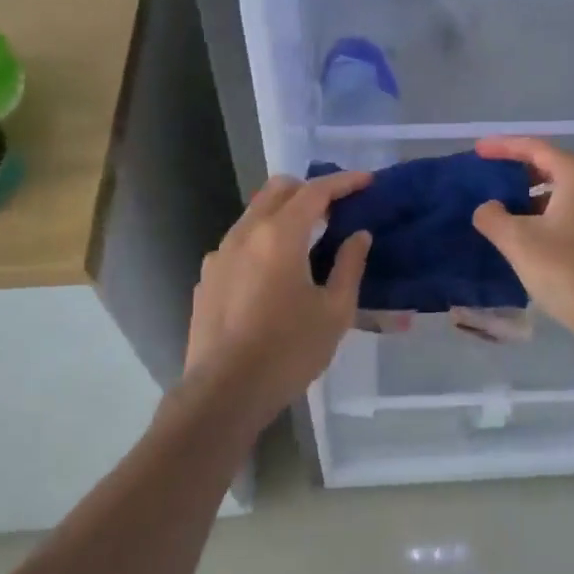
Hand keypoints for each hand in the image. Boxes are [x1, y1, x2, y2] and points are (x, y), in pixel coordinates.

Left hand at [183, 170, 372, 426]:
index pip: (315, 191)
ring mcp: (219, 255)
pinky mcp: (207, 278)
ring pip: (254, 214)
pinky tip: (273, 274)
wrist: (223, 393)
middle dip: (309, 189)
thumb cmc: (288, 351)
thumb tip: (359, 236)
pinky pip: (238, 243)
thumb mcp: (334, 312)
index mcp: (279, 236)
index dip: (343, 182)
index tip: (366, 181)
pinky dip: (262, 241)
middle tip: (336, 208)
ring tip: (307, 240)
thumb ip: (349, 266)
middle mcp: (244, 234)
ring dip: (283, 214)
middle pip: (277, 190)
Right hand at [472, 136, 573, 347]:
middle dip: (519, 170)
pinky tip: (532, 233)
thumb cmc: (568, 271)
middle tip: (490, 177)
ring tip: (506, 207)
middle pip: (554, 166)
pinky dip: (551, 212)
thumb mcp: (518, 242)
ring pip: (566, 191)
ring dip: (534, 195)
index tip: (477, 151)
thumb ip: (493, 216)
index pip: (536, 148)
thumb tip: (488, 207)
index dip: (503, 146)